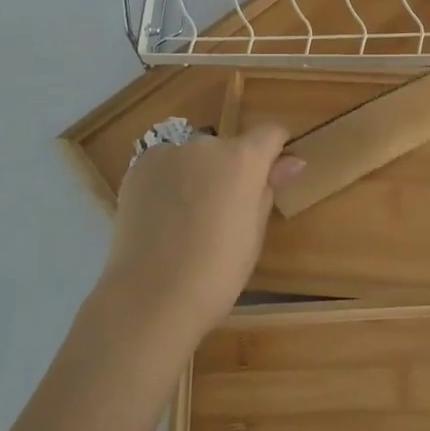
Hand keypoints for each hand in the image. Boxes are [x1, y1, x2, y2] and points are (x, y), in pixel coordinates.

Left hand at [102, 124, 303, 343]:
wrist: (151, 297)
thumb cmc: (217, 272)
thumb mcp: (254, 232)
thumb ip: (269, 188)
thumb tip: (292, 162)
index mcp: (243, 159)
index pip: (270, 133)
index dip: (274, 151)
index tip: (271, 174)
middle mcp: (206, 144)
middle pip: (227, 149)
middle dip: (229, 171)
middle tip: (222, 213)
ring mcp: (168, 153)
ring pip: (193, 158)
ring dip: (196, 175)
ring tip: (186, 221)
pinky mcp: (138, 168)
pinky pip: (164, 167)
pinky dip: (167, 184)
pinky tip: (161, 219)